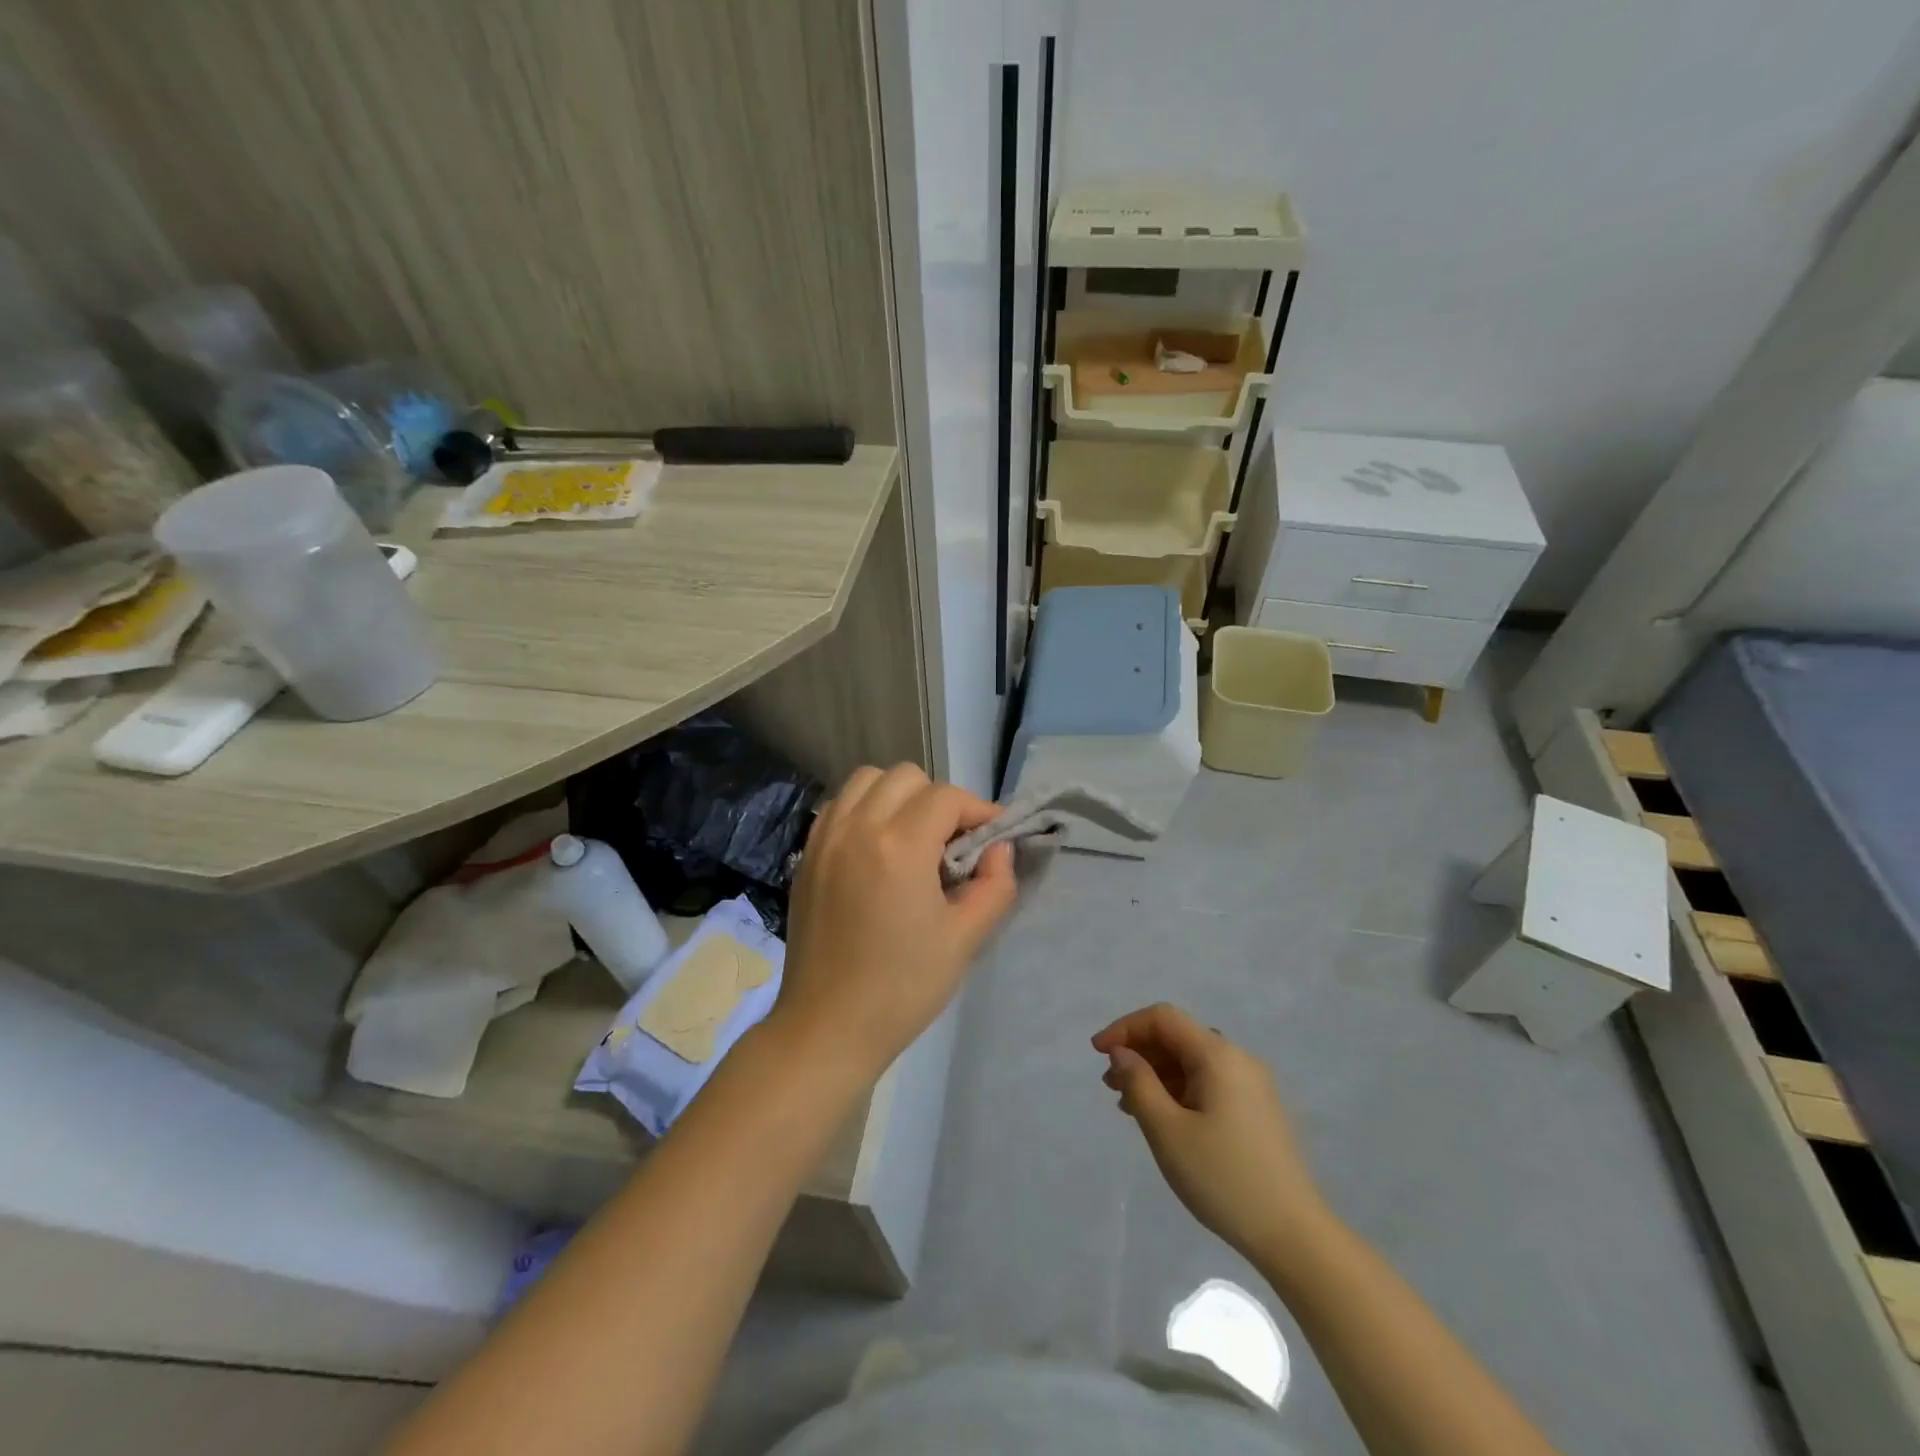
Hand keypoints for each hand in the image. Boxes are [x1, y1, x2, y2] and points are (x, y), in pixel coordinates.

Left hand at [775, 764, 1015, 1082]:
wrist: (827, 1026)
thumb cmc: (902, 987)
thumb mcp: (965, 939)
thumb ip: (995, 886)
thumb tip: (1000, 848)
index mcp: (900, 846)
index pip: (947, 797)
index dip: (977, 811)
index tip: (992, 838)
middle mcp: (858, 827)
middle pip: (906, 777)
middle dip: (938, 800)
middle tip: (951, 843)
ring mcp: (825, 838)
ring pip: (866, 780)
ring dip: (897, 796)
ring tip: (912, 837)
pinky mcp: (807, 855)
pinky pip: (839, 805)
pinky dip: (863, 809)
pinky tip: (875, 847)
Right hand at [1094, 1003, 1331, 1260]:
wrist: (1294, 1236)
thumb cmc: (1223, 1178)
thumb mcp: (1167, 1131)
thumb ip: (1138, 1083)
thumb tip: (1122, 1053)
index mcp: (1218, 1055)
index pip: (1163, 1018)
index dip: (1125, 1028)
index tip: (1097, 1053)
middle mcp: (1238, 1059)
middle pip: (1178, 1037)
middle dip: (1139, 1052)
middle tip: (1109, 1084)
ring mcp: (1252, 1084)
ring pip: (1192, 1061)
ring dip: (1156, 1073)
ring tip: (1128, 1105)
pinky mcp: (1257, 1109)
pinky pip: (1208, 1082)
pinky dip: (1178, 1090)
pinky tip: (1162, 1118)